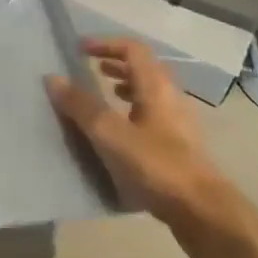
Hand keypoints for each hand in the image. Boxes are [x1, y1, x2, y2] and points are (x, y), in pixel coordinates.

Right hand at [47, 38, 223, 222]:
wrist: (204, 213)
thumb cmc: (157, 166)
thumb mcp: (111, 135)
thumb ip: (82, 106)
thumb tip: (53, 78)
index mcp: (156, 87)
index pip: (132, 49)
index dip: (105, 44)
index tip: (80, 49)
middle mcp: (171, 98)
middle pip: (144, 69)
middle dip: (116, 64)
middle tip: (90, 69)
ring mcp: (178, 125)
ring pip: (149, 95)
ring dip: (126, 88)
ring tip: (104, 95)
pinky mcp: (180, 149)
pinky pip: (152, 118)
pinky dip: (133, 114)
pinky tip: (119, 135)